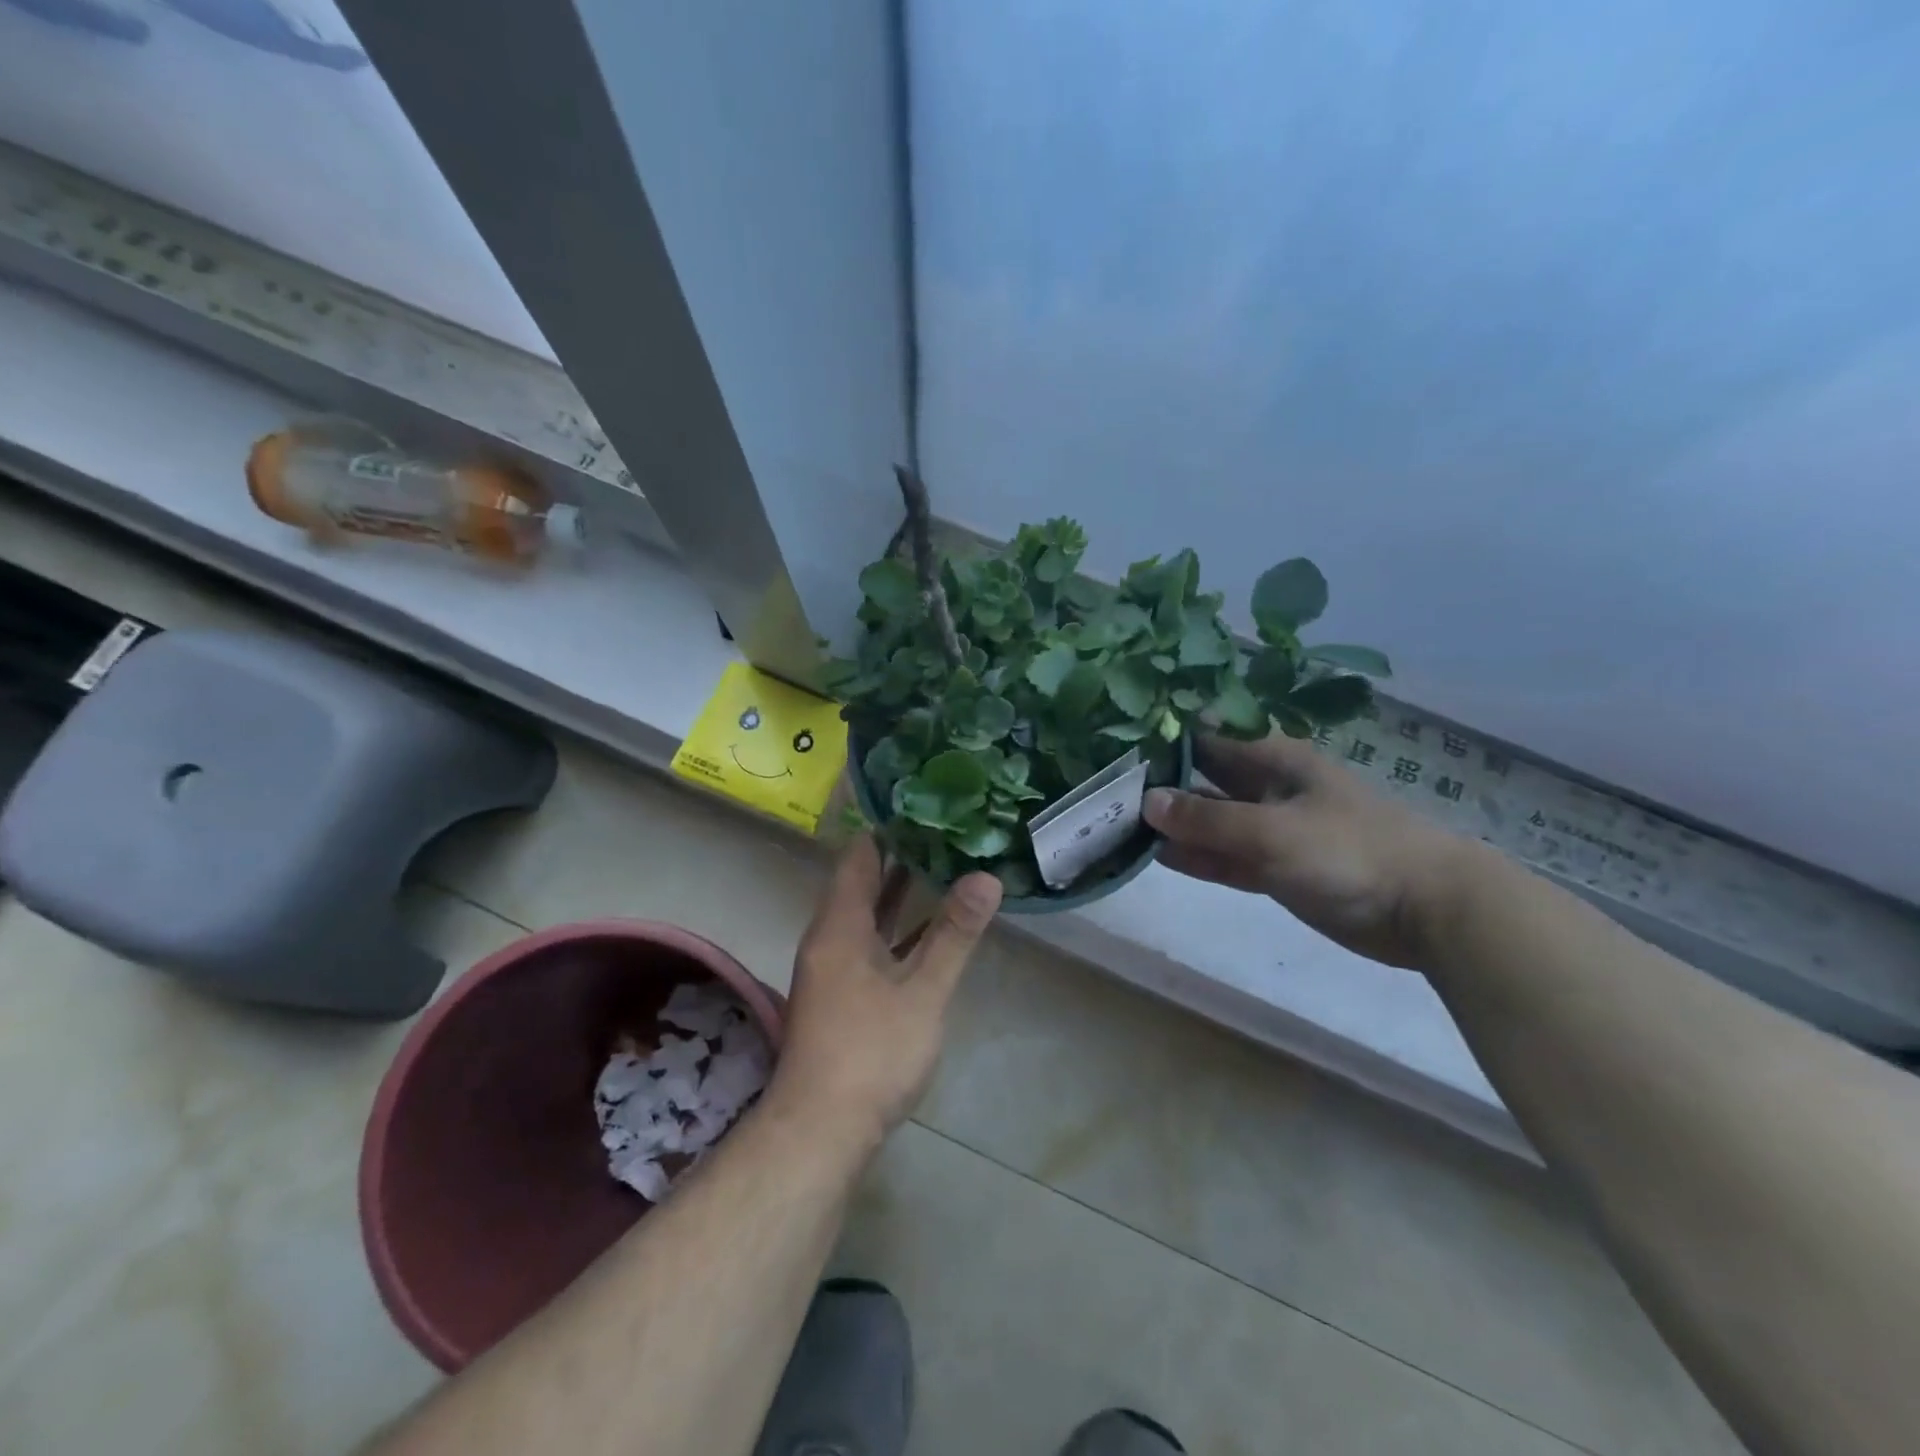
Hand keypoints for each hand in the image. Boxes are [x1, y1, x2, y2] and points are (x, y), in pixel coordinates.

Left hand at [769, 835, 1002, 1152]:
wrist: (820, 1132)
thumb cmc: (871, 1053)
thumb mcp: (923, 992)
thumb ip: (954, 934)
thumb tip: (985, 877)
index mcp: (840, 926)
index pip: (858, 856)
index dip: (886, 827)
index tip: (923, 803)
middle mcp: (829, 938)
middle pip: (861, 882)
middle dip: (899, 857)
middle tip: (944, 828)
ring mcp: (833, 969)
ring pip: (866, 916)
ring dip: (898, 893)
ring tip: (942, 865)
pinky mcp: (841, 996)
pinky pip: (870, 944)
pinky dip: (896, 929)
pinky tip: (927, 930)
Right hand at [1143, 732, 1474, 968]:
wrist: (1428, 909)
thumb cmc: (1350, 851)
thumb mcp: (1272, 831)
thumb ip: (1207, 820)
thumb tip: (1146, 801)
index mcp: (1271, 759)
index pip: (1205, 738)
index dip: (1162, 739)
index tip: (1114, 745)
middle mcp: (1265, 787)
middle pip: (1202, 779)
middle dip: (1159, 783)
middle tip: (1103, 790)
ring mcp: (1270, 829)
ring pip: (1209, 821)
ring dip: (1171, 824)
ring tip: (1115, 825)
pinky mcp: (1274, 867)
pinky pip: (1224, 856)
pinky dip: (1195, 856)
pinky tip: (1155, 855)